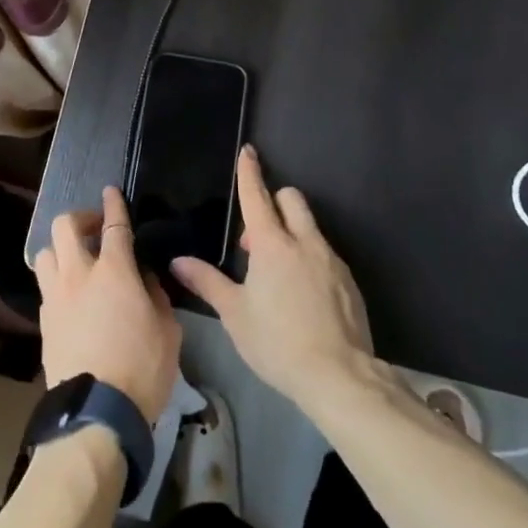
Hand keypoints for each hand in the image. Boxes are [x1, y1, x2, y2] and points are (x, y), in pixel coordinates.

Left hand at [34, 185, 181, 419]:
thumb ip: (155, 295)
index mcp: (114, 271)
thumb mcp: (167, 330)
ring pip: (46, 252)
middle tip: (95, 229)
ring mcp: (55, 297)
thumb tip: (144, 278)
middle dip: (80, 218)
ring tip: (77, 260)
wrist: (96, 414)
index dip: (113, 205)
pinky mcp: (43, 321)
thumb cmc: (142, 369)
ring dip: (61, 248)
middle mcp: (78, 275)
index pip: (114, 225)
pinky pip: (45, 285)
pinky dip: (57, 279)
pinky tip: (70, 295)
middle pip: (65, 226)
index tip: (110, 191)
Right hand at [172, 146, 374, 411]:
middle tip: (255, 240)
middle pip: (291, 199)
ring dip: (291, 233)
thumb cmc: (278, 342)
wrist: (339, 376)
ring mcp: (330, 260)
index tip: (249, 151)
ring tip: (276, 273)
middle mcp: (304, 242)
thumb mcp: (235, 315)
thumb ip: (207, 282)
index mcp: (272, 245)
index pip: (257, 196)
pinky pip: (324, 253)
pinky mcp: (348, 280)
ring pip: (309, 226)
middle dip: (274, 202)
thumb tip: (178, 261)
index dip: (250, 172)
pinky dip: (309, 258)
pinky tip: (301, 295)